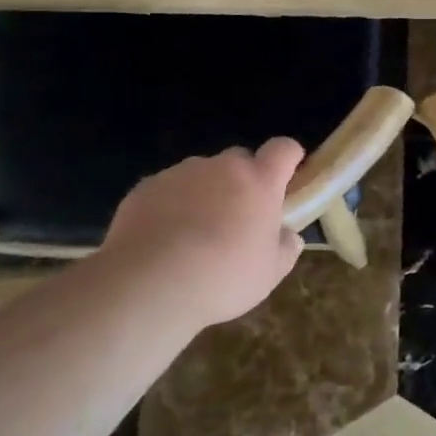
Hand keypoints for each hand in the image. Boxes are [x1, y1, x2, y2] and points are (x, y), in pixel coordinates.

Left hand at [100, 140, 306, 328]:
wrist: (147, 286)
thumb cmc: (222, 278)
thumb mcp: (269, 273)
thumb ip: (286, 247)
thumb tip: (288, 235)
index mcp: (259, 182)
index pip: (283, 149)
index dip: (289, 158)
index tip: (287, 178)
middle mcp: (221, 167)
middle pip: (240, 159)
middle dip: (243, 180)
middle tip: (237, 217)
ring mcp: (181, 173)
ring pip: (201, 173)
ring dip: (205, 192)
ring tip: (193, 233)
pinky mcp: (146, 186)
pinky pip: (167, 188)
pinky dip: (170, 204)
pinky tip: (162, 238)